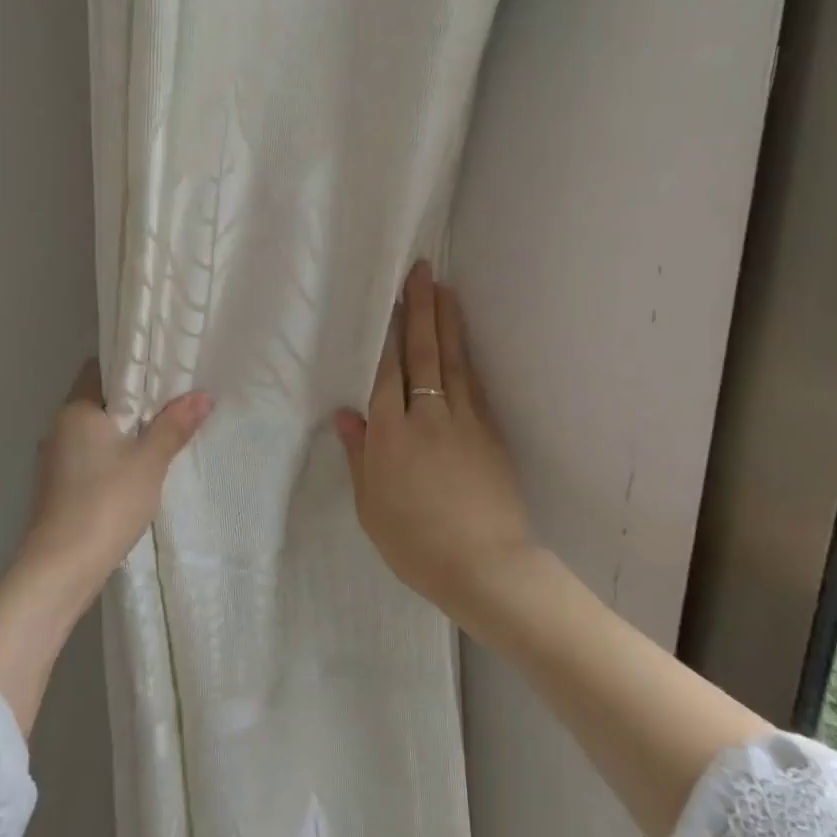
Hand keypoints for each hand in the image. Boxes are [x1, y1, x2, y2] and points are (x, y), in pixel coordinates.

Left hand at [4, 359, 212, 619]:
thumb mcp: (150, 461)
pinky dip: (113, 456)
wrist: (61, 567)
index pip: (100, 369)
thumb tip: (203, 396)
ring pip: (95, 432)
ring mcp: (55, 460)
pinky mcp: (58, 488)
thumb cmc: (106, 502)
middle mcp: (58, 428)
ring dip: (124, 432)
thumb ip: (175, 426)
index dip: (131, 365)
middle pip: (99, 401)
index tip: (164, 369)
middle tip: (175, 401)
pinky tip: (138, 470)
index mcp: (75, 410)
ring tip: (163, 434)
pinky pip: (90, 457)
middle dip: (135, 402)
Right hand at [334, 262, 534, 633]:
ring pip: (452, 362)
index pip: (386, 372)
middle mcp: (426, 417)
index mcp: (390, 435)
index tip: (389, 300)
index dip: (388, 333)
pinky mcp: (489, 433)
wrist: (484, 565)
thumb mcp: (372, 506)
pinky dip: (467, 358)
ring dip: (447, 323)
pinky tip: (464, 342)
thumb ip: (360, 456)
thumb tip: (347, 415)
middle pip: (422, 354)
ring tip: (445, 290)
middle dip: (420, 310)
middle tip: (422, 272)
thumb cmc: (415, 543)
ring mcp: (463, 422)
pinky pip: (474, 385)